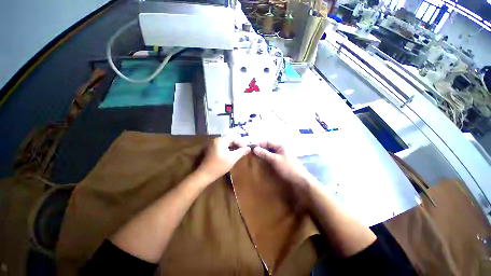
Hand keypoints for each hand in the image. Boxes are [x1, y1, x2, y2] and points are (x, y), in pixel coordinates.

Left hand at [197, 136, 250, 181]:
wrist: (205, 174)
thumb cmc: (219, 166)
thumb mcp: (232, 159)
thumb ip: (241, 152)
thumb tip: (249, 148)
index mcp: (221, 140)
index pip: (234, 136)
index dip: (241, 141)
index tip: (245, 148)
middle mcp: (216, 139)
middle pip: (230, 137)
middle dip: (237, 143)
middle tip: (243, 149)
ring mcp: (214, 143)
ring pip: (227, 141)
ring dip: (233, 145)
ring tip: (239, 151)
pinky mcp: (212, 148)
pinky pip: (223, 144)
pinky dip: (228, 147)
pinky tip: (232, 153)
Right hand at [253, 141, 316, 194]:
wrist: (299, 180)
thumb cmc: (287, 168)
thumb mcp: (275, 160)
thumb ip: (264, 153)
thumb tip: (254, 148)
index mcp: (280, 145)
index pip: (267, 141)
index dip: (259, 144)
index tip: (250, 147)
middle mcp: (281, 148)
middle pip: (268, 146)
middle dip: (260, 149)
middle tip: (251, 153)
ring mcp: (281, 155)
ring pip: (269, 152)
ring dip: (263, 154)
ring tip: (255, 157)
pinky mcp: (281, 161)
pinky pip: (272, 157)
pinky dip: (266, 158)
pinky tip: (262, 161)